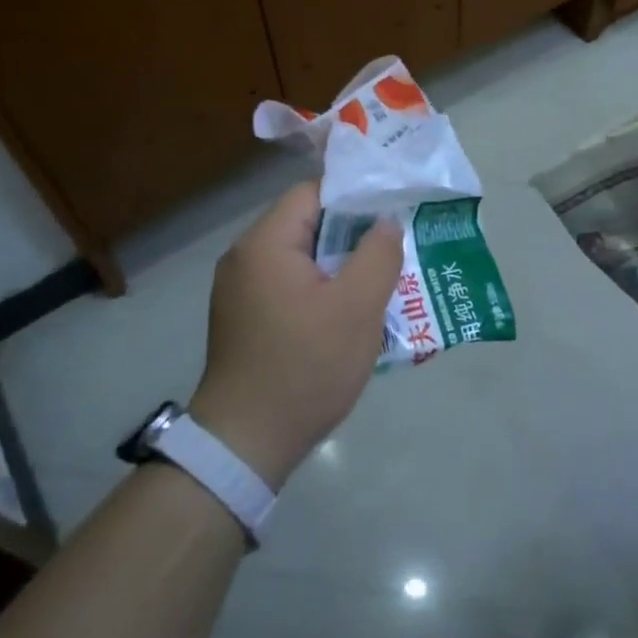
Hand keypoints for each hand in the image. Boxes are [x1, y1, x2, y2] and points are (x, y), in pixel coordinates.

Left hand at [188, 181, 402, 488]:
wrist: (247, 443)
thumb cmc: (305, 367)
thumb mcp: (356, 308)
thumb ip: (378, 255)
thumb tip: (386, 223)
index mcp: (265, 244)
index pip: (313, 193)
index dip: (356, 197)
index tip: (394, 211)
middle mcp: (245, 259)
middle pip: (308, 226)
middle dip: (354, 236)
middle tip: (396, 249)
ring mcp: (242, 292)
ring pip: (303, 261)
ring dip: (342, 268)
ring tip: (383, 282)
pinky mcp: (247, 320)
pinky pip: (292, 288)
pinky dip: (322, 292)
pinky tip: (352, 315)